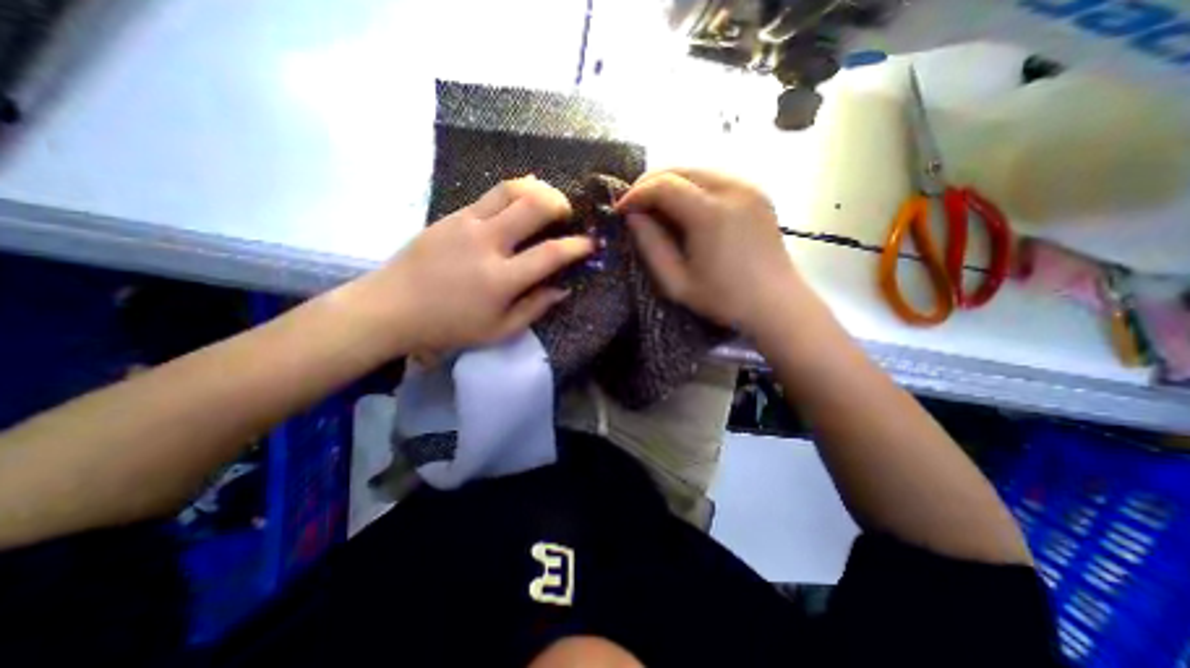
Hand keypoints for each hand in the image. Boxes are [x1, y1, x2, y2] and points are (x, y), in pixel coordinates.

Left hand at [348, 176, 593, 355]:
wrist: (391, 307)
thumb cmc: (448, 326)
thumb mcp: (498, 331)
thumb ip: (534, 308)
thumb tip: (562, 289)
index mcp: (501, 279)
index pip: (551, 254)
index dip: (577, 246)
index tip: (590, 243)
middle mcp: (487, 243)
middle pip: (533, 206)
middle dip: (560, 204)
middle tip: (568, 214)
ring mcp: (467, 224)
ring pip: (511, 190)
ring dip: (537, 190)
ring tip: (547, 200)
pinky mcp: (452, 216)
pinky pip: (490, 195)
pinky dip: (513, 192)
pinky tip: (520, 201)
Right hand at [620, 168, 803, 333]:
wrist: (776, 304)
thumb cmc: (724, 299)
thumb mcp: (676, 282)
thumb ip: (651, 246)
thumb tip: (633, 216)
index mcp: (711, 213)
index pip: (663, 185)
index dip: (636, 194)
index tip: (620, 210)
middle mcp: (732, 189)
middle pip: (679, 169)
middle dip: (649, 184)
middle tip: (634, 206)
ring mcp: (748, 187)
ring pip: (696, 170)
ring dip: (669, 184)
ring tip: (655, 208)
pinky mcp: (756, 192)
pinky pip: (714, 178)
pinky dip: (691, 187)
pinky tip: (683, 209)